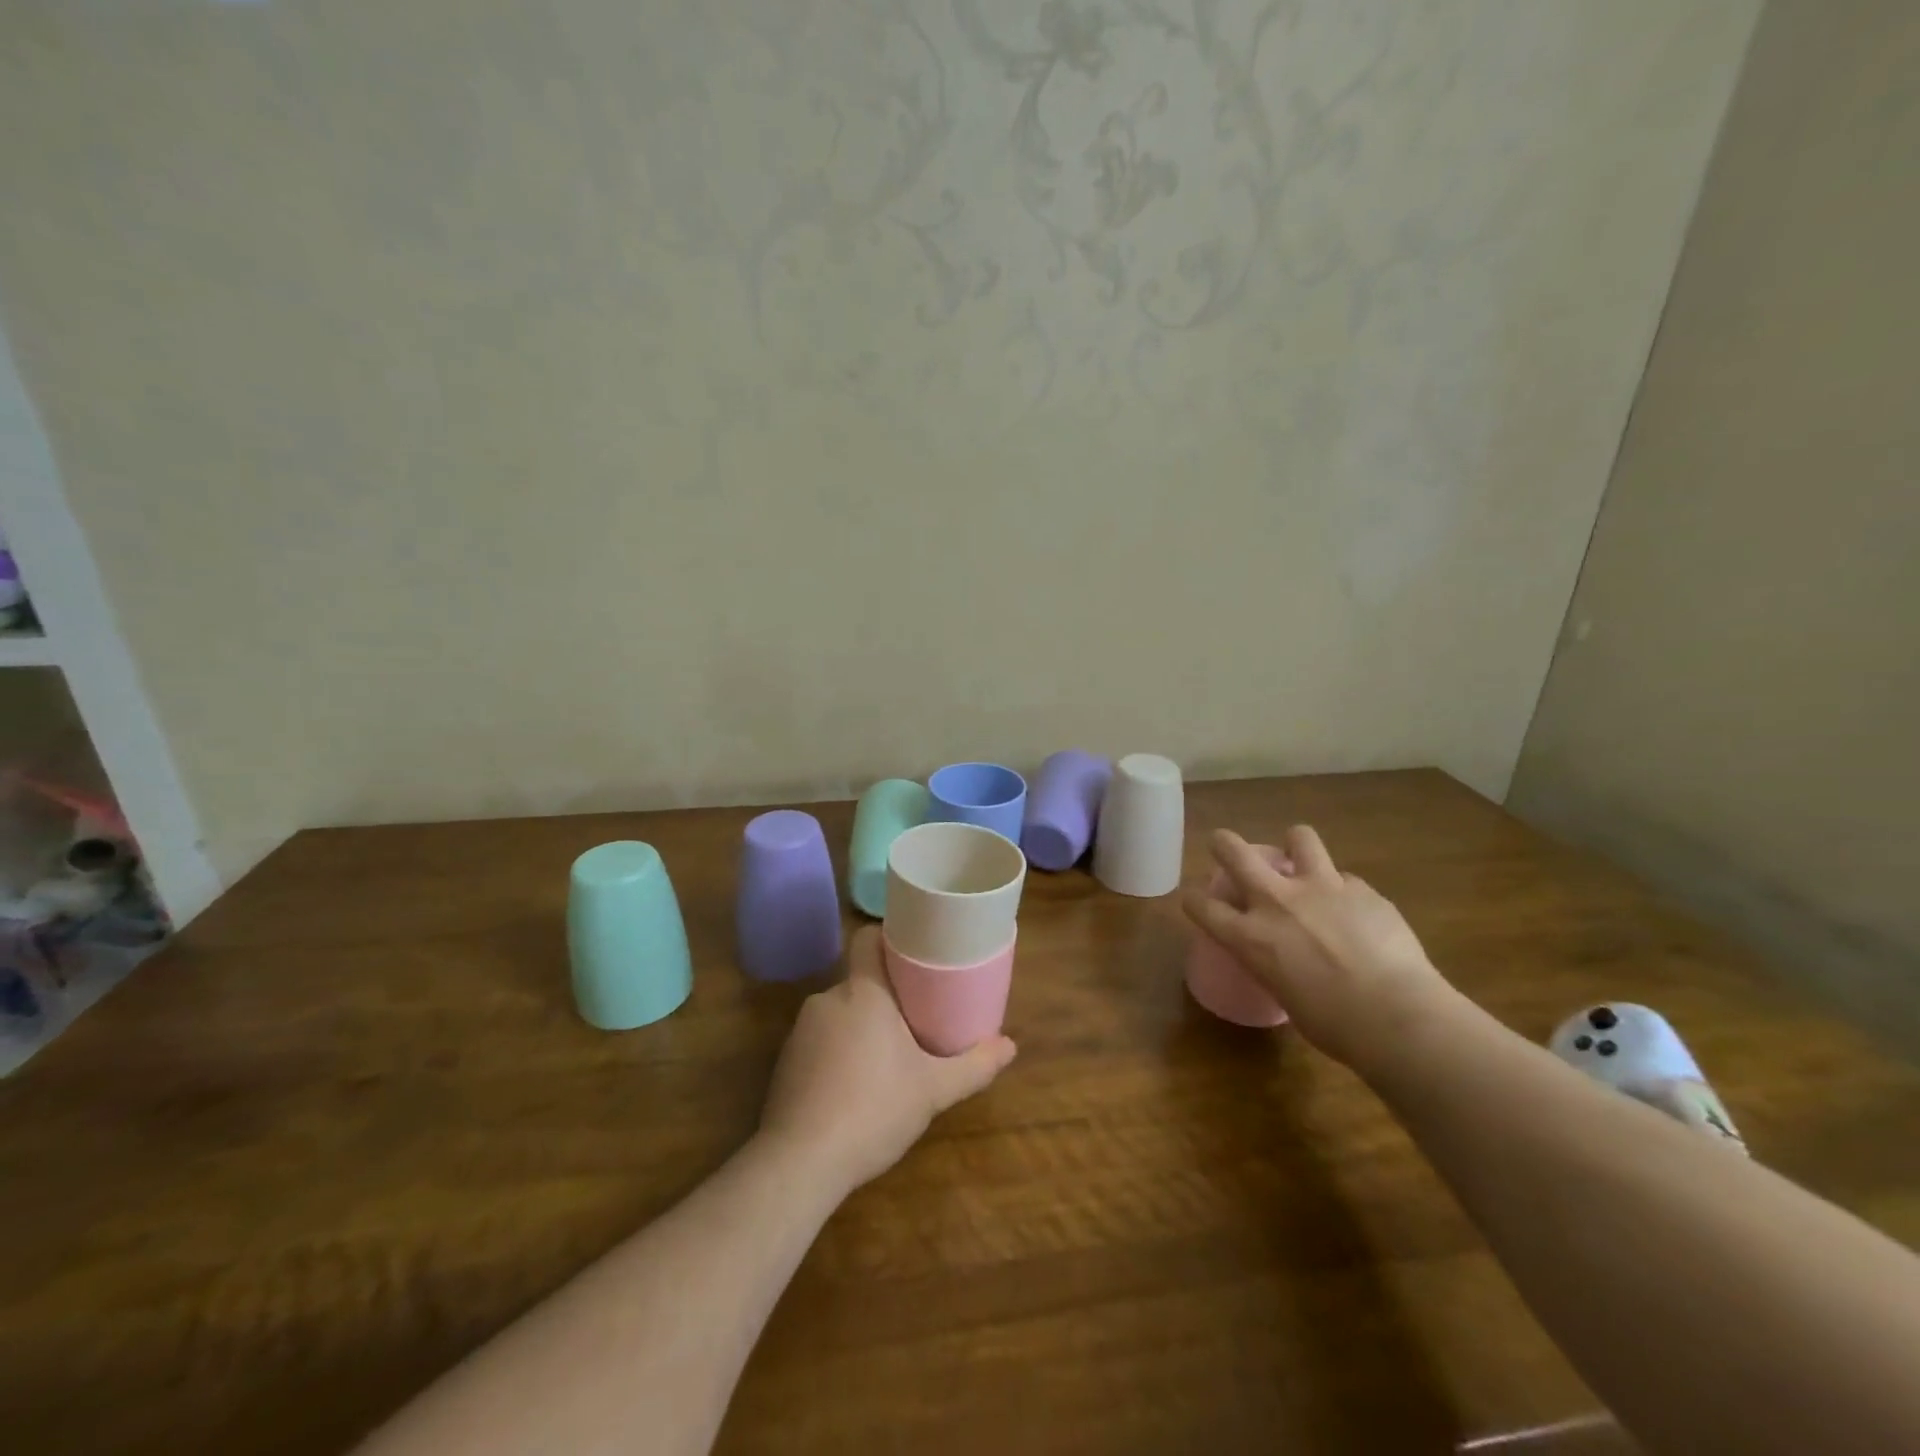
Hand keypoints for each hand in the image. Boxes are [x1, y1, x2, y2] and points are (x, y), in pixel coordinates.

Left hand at [759, 925, 1016, 1193]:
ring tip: (886, 1058)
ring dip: (860, 1027)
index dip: (888, 939)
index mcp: (863, 991)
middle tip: (914, 1018)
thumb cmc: (874, 1110)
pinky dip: (836, 1054)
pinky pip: (818, 1042)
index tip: (913, 953)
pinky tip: (852, 1087)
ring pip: (839, 1013)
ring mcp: (800, 1031)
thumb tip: (1010, 1046)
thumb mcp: (933, 1090)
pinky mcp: (784, 1062)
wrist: (800, 1162)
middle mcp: (827, 999)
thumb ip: (973, 1066)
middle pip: (859, 980)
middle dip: (884, 996)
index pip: (867, 938)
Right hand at [1182, 826, 1455, 1070]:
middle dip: (1224, 844)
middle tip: (1225, 846)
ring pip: (1299, 838)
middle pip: (1234, 851)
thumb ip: (1275, 963)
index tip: (1196, 900)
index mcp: (1250, 937)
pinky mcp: (1362, 889)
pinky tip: (1358, 913)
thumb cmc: (1335, 1026)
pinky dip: (1344, 891)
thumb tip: (1286, 957)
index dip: (1194, 900)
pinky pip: (1346, 879)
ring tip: (1301, 858)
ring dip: (1295, 845)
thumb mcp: (1284, 993)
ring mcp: (1321, 888)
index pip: (1202, 906)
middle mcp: (1277, 902)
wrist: (1399, 1017)